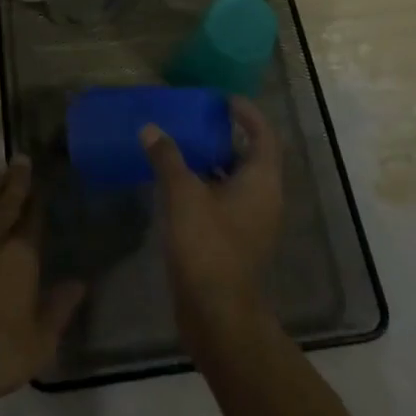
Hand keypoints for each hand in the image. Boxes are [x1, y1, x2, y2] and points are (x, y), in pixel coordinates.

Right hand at [141, 97, 283, 343]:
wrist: (217, 315)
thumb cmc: (207, 246)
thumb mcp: (183, 195)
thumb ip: (167, 157)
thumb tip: (150, 128)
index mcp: (262, 181)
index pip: (263, 135)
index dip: (247, 113)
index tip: (222, 100)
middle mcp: (265, 199)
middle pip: (252, 156)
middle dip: (227, 136)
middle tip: (197, 119)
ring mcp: (253, 224)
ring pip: (237, 181)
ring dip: (215, 162)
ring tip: (184, 146)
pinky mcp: (237, 242)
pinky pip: (226, 202)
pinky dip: (208, 186)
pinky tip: (179, 185)